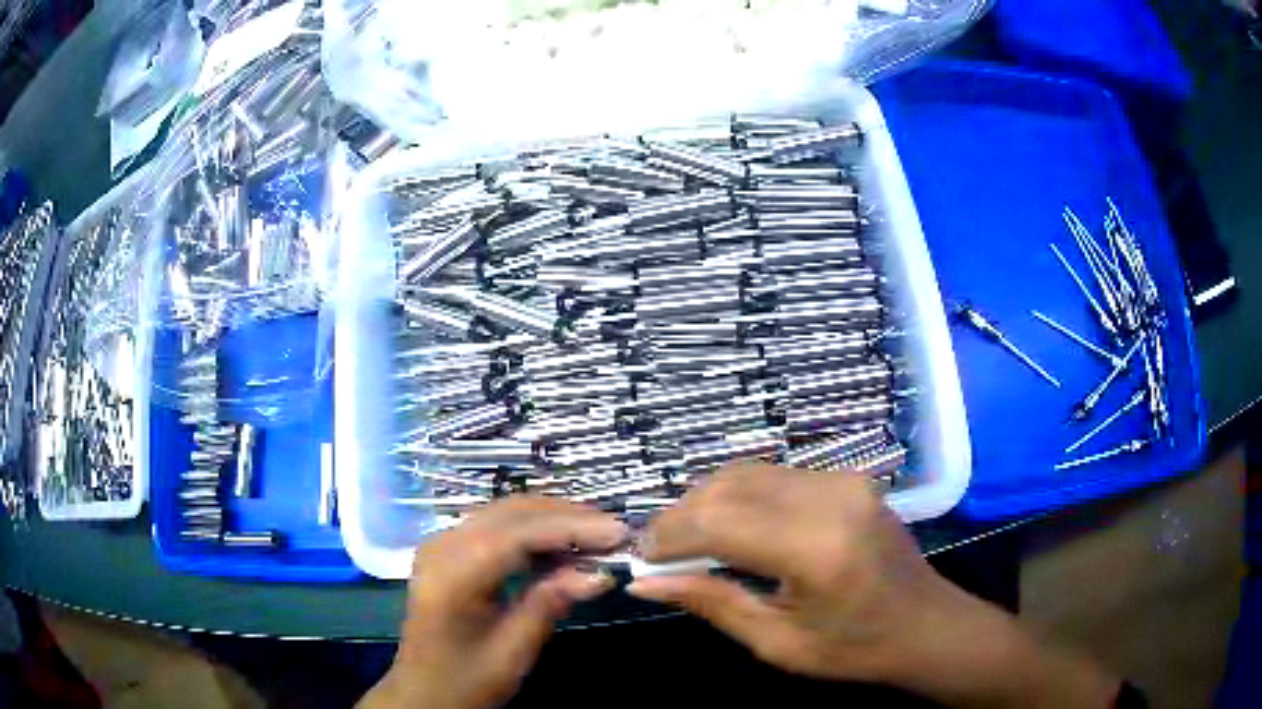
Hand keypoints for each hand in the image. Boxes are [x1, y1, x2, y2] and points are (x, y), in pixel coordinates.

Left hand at [362, 497, 626, 708]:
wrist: (422, 692)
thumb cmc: (466, 681)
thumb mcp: (512, 653)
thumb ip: (549, 605)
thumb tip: (599, 574)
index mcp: (452, 575)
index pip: (517, 534)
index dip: (572, 528)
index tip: (619, 533)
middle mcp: (442, 546)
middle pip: (510, 512)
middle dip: (566, 516)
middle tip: (615, 532)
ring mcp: (441, 544)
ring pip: (504, 513)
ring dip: (552, 519)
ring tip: (597, 534)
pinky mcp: (448, 550)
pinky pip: (495, 526)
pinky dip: (532, 529)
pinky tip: (562, 544)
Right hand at [627, 464, 1119, 707]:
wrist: (927, 624)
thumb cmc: (856, 649)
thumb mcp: (778, 643)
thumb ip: (711, 603)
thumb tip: (644, 581)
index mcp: (818, 550)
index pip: (719, 524)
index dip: (669, 535)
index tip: (639, 555)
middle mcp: (832, 499)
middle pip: (729, 487)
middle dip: (681, 515)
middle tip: (657, 549)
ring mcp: (844, 480)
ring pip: (749, 473)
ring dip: (707, 501)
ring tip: (686, 539)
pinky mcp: (848, 477)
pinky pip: (776, 475)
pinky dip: (739, 496)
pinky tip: (729, 526)